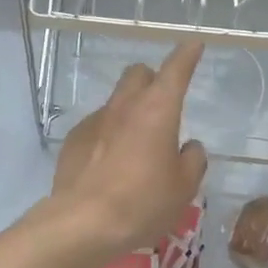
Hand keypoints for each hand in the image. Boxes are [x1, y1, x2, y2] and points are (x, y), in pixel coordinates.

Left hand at [42, 42, 207, 263]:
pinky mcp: (73, 139)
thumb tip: (188, 147)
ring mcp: (95, 120)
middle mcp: (125, 106)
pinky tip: (110, 163)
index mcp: (158, 109)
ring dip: (129, 110)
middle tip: (162, 105)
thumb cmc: (143, 202)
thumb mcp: (184, 187)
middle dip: (152, 79)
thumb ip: (192, 160)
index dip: (187, 55)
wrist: (83, 222)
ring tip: (136, 145)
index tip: (193, 45)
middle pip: (138, 73)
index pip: (175, 69)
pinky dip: (108, 134)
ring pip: (116, 100)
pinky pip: (97, 125)